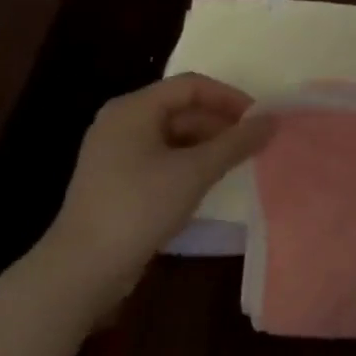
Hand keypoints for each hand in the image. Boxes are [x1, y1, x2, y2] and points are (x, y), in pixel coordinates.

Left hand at [33, 74, 273, 313]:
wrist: (82, 268)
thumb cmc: (140, 206)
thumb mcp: (196, 171)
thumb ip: (237, 142)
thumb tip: (272, 120)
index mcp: (133, 109)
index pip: (191, 86)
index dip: (229, 97)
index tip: (259, 119)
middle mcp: (121, 122)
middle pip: (182, 108)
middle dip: (221, 122)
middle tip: (253, 142)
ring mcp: (115, 152)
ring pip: (173, 134)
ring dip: (208, 144)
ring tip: (238, 162)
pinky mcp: (117, 180)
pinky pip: (162, 157)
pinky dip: (190, 162)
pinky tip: (209, 181)